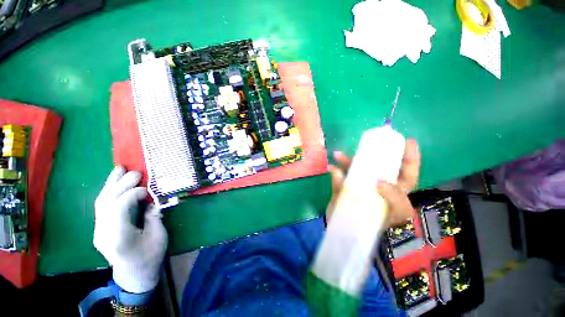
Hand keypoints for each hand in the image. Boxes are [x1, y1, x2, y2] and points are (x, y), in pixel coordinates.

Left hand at [94, 166, 167, 292]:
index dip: (133, 194)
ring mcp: (99, 230)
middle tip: (135, 172)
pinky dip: (109, 192)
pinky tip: (115, 184)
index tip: (148, 190)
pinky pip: (102, 206)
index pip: (119, 207)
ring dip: (110, 184)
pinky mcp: (100, 228)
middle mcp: (103, 231)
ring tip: (119, 169)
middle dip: (120, 184)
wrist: (134, 275)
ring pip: (101, 202)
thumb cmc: (150, 257)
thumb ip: (153, 216)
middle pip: (107, 202)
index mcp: (119, 236)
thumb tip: (151, 202)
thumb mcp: (158, 236)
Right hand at [327, 139, 420, 225]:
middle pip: (379, 166)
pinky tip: (330, 168)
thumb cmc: (375, 228)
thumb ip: (393, 199)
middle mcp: (378, 186)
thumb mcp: (393, 217)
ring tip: (338, 155)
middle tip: (374, 139)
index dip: (410, 157)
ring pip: (357, 169)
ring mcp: (360, 187)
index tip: (408, 141)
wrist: (350, 237)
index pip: (407, 173)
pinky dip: (335, 172)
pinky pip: (340, 177)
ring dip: (348, 161)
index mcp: (395, 193)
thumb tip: (379, 181)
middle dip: (377, 152)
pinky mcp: (346, 189)